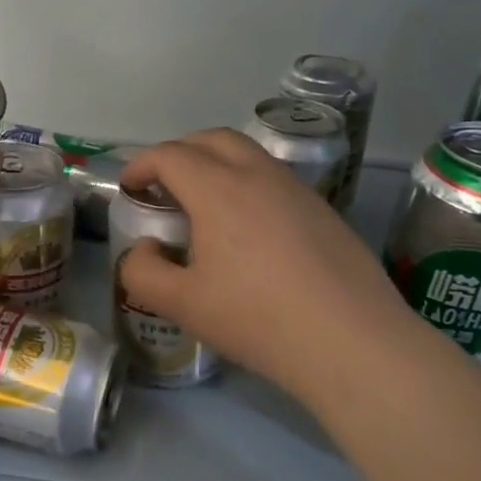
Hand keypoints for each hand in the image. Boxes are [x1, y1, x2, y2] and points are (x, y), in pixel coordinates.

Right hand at [117, 130, 414, 408]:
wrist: (351, 341)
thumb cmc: (257, 319)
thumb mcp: (182, 305)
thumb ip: (143, 272)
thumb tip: (144, 248)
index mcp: (218, 189)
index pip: (170, 155)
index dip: (141, 165)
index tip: (129, 187)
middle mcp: (258, 175)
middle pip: (211, 139)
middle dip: (179, 151)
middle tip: (162, 183)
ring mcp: (297, 189)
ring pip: (248, 154)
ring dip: (216, 163)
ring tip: (203, 202)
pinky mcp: (324, 210)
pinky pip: (274, 178)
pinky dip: (247, 182)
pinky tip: (248, 228)